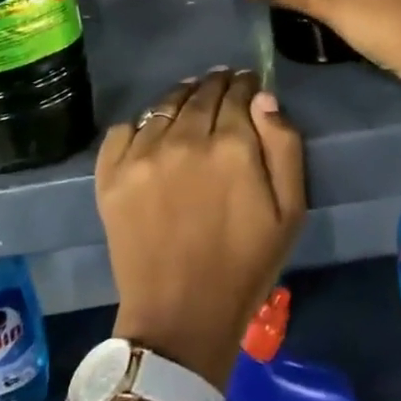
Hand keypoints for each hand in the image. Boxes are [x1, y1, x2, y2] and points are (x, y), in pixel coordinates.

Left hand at [96, 67, 306, 389]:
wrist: (180, 316)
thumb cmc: (244, 265)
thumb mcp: (289, 212)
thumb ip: (284, 146)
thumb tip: (264, 98)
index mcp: (231, 146)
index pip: (239, 93)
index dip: (246, 84)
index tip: (249, 85)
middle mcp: (185, 139)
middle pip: (201, 92)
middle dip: (217, 84)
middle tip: (222, 84)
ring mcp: (142, 155)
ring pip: (164, 104)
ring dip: (182, 96)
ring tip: (190, 99)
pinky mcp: (111, 174)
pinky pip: (125, 128)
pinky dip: (141, 124)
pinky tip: (153, 134)